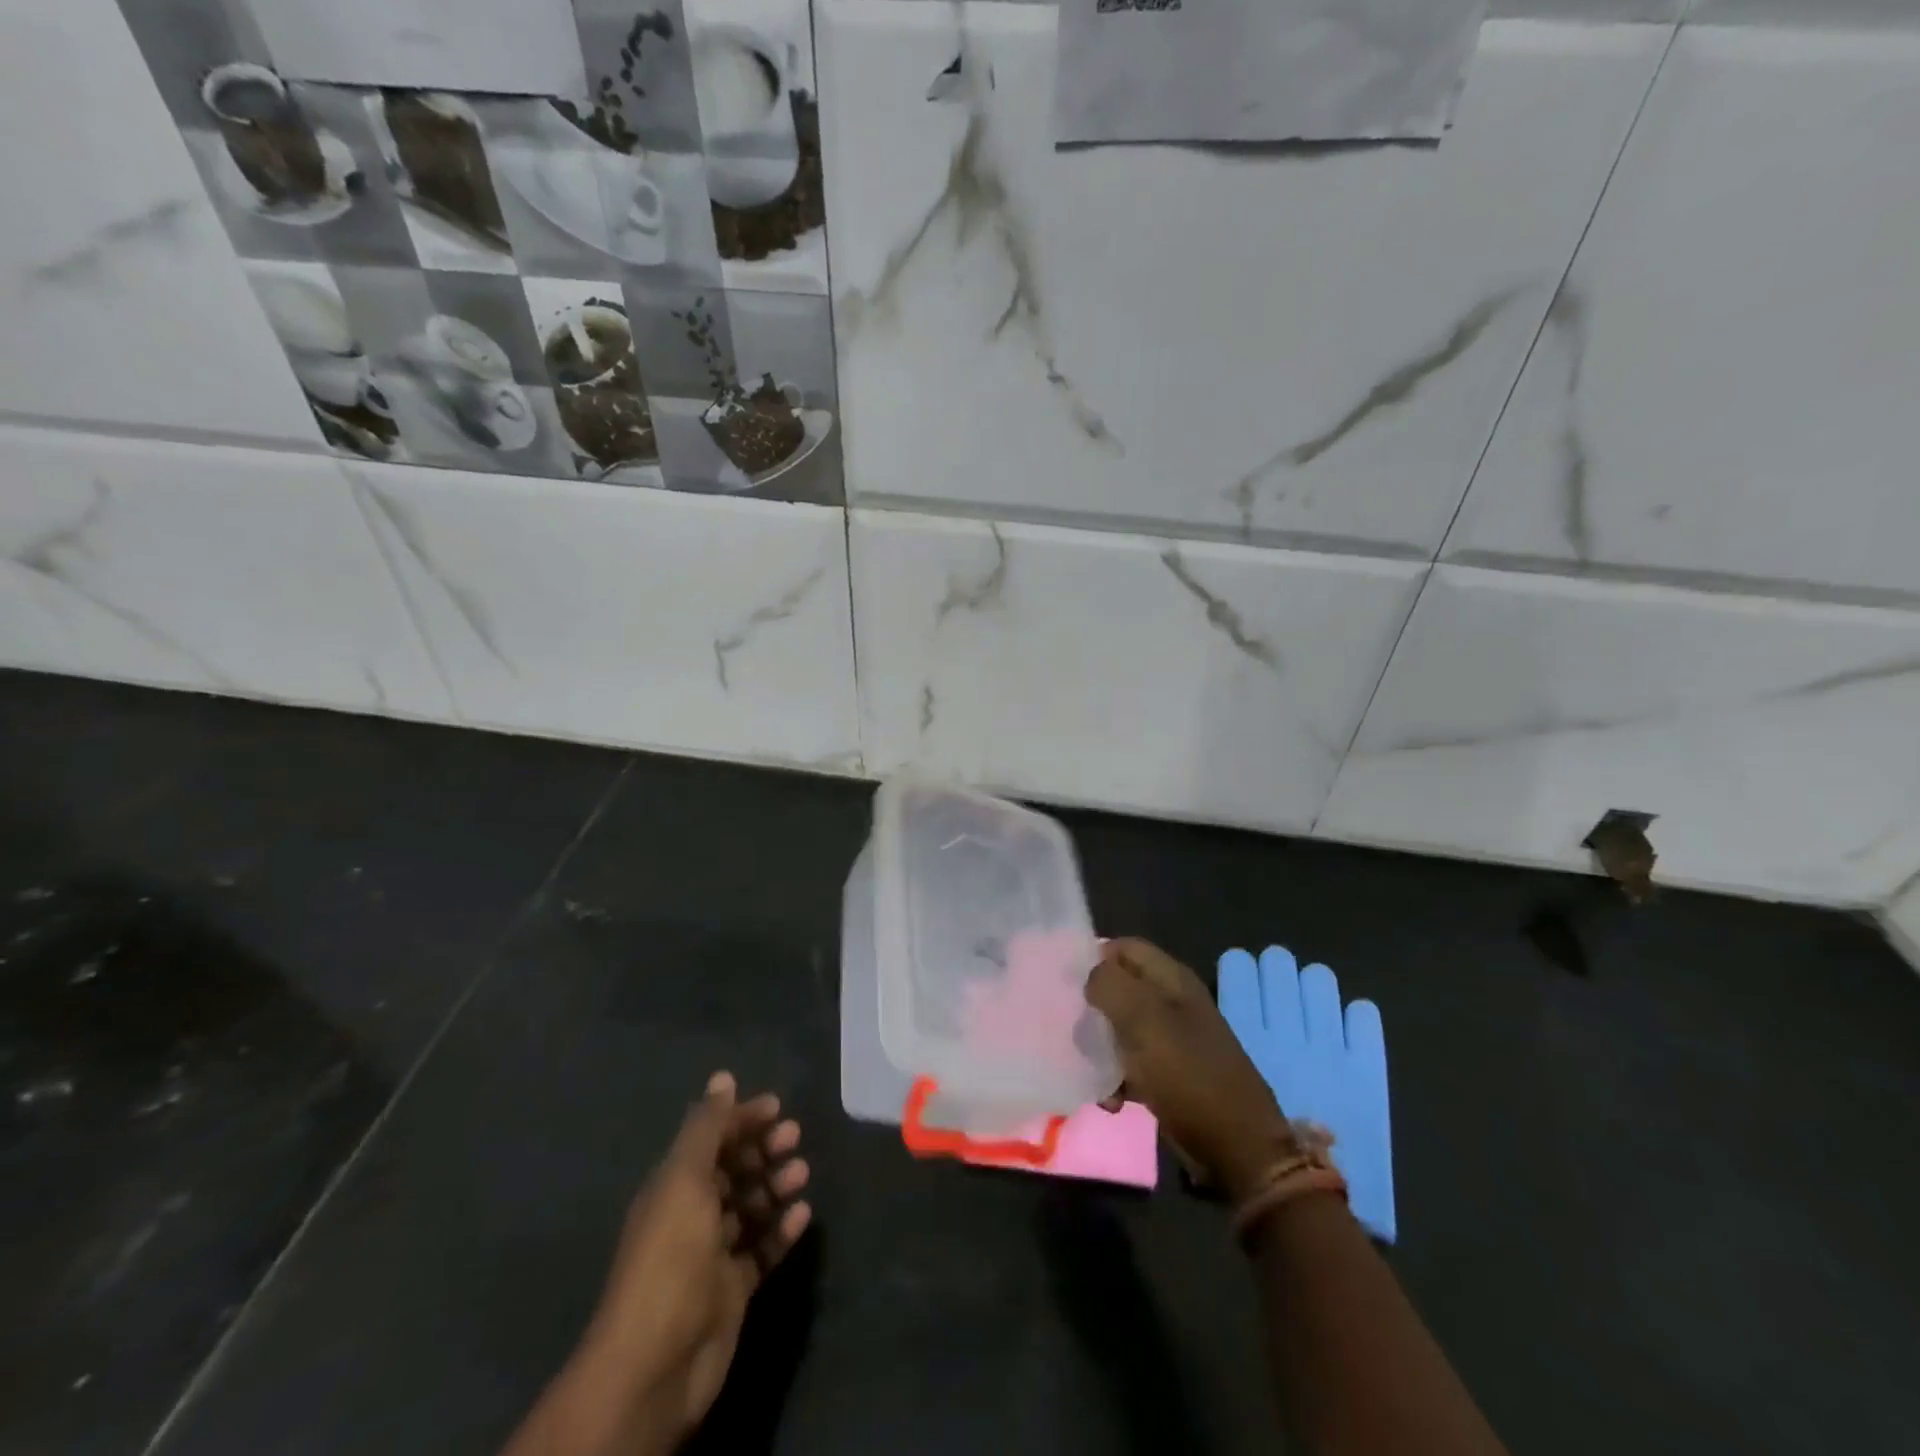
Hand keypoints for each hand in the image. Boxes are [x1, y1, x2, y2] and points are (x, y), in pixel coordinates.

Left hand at [508, 1072, 810, 1455]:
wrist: (657, 1361)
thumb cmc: (671, 1255)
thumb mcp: (685, 1179)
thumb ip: (707, 1127)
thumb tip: (723, 1077)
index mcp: (673, 1185)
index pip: (710, 1139)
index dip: (741, 1119)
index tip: (777, 1106)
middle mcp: (691, 1214)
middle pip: (732, 1170)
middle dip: (763, 1149)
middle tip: (795, 1138)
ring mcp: (711, 1254)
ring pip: (749, 1207)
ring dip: (775, 1186)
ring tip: (802, 1174)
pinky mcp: (733, 1289)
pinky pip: (762, 1249)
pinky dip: (782, 1230)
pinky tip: (804, 1215)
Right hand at [1086, 939, 1299, 1201]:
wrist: (1235, 1147)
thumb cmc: (1188, 1074)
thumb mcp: (1144, 1020)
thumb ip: (1110, 985)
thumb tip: (1089, 976)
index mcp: (1171, 979)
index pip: (1123, 948)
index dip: (1093, 958)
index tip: (1064, 984)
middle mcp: (1171, 1002)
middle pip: (1118, 989)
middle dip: (1091, 1009)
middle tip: (1073, 1030)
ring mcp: (1171, 1039)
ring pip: (1119, 1029)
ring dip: (1100, 1050)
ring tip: (1088, 1071)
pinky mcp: (1168, 1074)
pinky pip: (1130, 1065)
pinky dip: (1115, 1079)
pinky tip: (1110, 1100)